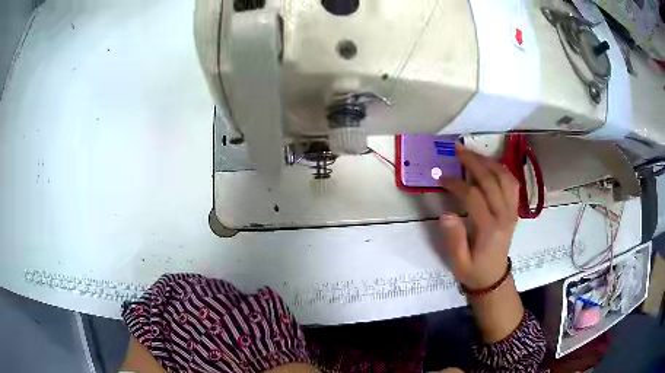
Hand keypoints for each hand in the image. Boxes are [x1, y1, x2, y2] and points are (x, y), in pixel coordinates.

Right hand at [437, 143, 519, 289]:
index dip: (456, 183)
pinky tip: (490, 165)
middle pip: (491, 180)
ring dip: (489, 162)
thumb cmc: (474, 271)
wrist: (494, 278)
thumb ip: (454, 239)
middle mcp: (504, 216)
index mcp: (489, 229)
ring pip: (505, 178)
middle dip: (473, 162)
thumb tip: (446, 214)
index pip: (473, 196)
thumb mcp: (458, 262)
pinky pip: (512, 183)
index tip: (441, 178)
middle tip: (457, 149)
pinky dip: (502, 170)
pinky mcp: (514, 210)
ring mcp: (512, 211)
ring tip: (473, 153)